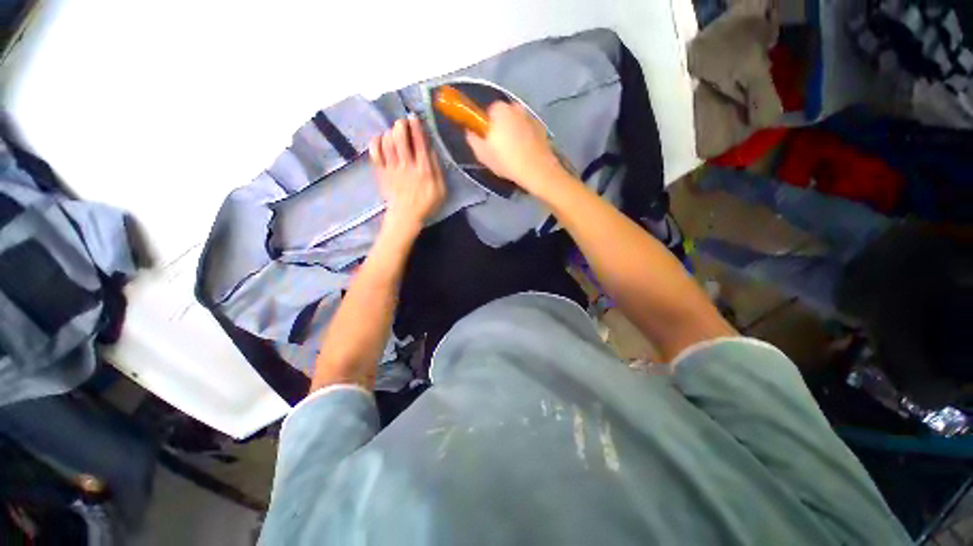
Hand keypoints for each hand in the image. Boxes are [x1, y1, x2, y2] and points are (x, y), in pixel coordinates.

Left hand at [370, 115, 445, 236]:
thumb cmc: (426, 204)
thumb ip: (437, 170)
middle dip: (400, 125)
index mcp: (424, 170)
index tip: (414, 117)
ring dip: (390, 132)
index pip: (420, 143)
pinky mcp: (381, 172)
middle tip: (402, 122)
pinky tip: (380, 139)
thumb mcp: (441, 189)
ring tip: (393, 132)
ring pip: (387, 142)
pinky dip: (376, 142)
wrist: (406, 216)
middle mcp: (407, 165)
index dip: (416, 127)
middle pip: (400, 138)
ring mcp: (392, 168)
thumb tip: (431, 150)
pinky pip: (375, 152)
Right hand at [465, 102, 564, 195]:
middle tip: (498, 149)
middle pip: (503, 116)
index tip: (487, 141)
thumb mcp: (482, 154)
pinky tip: (524, 153)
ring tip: (513, 154)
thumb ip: (473, 139)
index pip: (487, 112)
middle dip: (500, 129)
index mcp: (499, 109)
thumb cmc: (507, 161)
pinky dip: (525, 138)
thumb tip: (470, 132)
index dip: (486, 127)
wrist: (537, 170)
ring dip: (513, 133)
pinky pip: (527, 130)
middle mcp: (515, 106)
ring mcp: (530, 116)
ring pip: (516, 123)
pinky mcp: (541, 127)